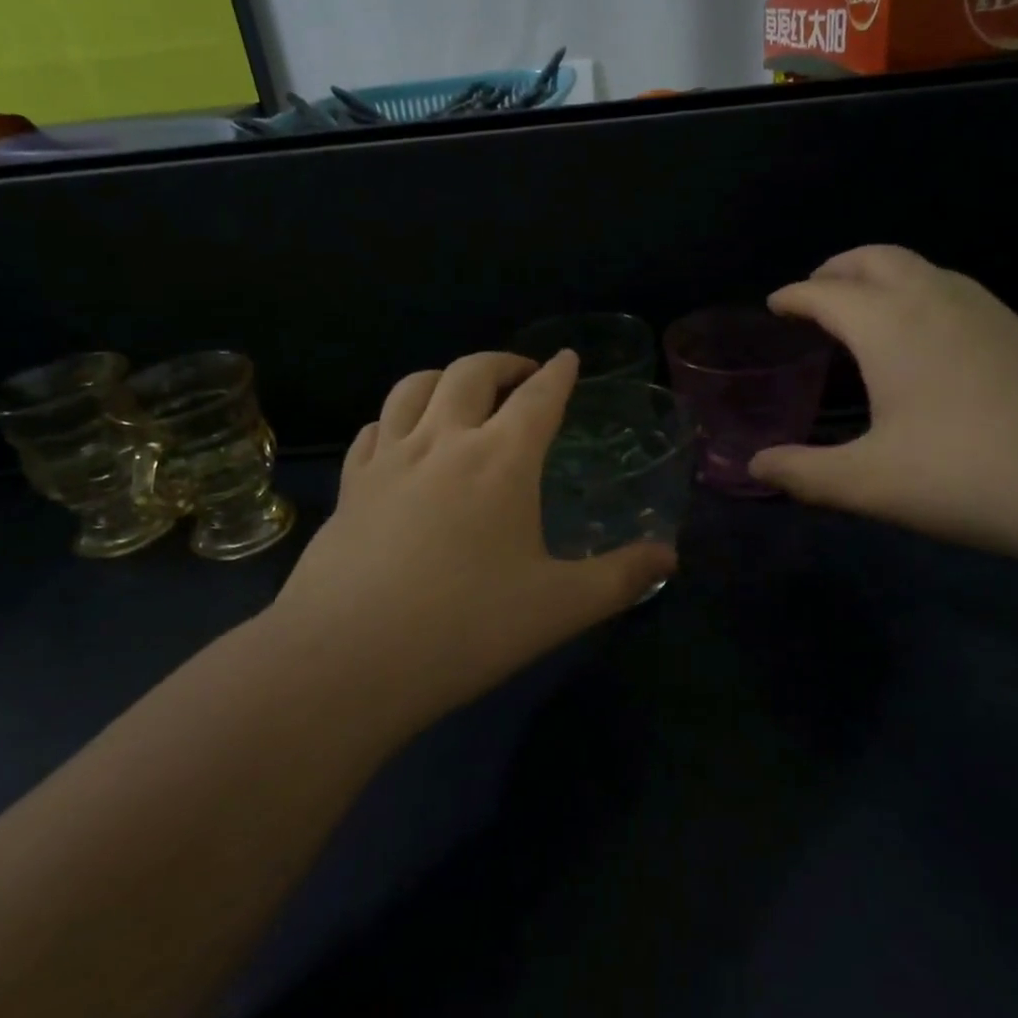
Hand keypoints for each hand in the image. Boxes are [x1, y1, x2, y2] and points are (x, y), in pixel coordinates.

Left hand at [270, 350, 675, 720]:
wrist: (347, 659)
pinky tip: (400, 437)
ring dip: (445, 376)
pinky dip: (396, 417)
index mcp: (501, 460)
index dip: (559, 373)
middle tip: (522, 373)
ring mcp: (388, 460)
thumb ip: (621, 577)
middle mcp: (443, 442)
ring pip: (413, 387)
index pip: (538, 397)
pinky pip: (373, 429)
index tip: (568, 358)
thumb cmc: (466, 627)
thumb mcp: (560, 607)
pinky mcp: (350, 487)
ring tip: (461, 390)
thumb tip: (670, 556)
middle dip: (503, 362)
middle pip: (471, 372)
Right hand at [749, 246, 1017, 561]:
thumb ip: (804, 473)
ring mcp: (989, 312)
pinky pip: (955, 292)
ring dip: (882, 277)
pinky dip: (921, 296)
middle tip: (814, 295)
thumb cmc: (970, 476)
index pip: (826, 293)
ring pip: (922, 269)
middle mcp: (936, 301)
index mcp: (890, 325)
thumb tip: (755, 467)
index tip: (774, 306)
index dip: (793, 296)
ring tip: (864, 314)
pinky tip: (927, 344)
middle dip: (837, 268)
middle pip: (876, 258)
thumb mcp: (870, 484)